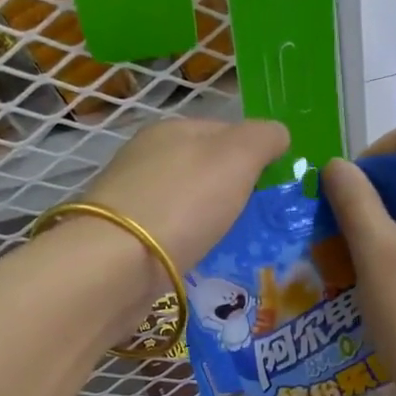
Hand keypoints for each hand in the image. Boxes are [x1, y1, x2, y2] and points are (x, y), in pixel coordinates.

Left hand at [85, 116, 290, 280]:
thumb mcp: (237, 157)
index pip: (224, 131)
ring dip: (207, 220)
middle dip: (229, 191)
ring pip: (184, 202)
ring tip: (231, 244)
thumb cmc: (183, 203)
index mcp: (172, 130)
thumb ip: (263, 139)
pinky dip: (185, 244)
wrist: (117, 265)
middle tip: (256, 220)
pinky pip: (167, 234)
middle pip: (202, 168)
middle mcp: (146, 158)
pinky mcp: (123, 238)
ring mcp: (130, 199)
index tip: (272, 186)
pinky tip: (197, 260)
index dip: (253, 154)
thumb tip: (278, 134)